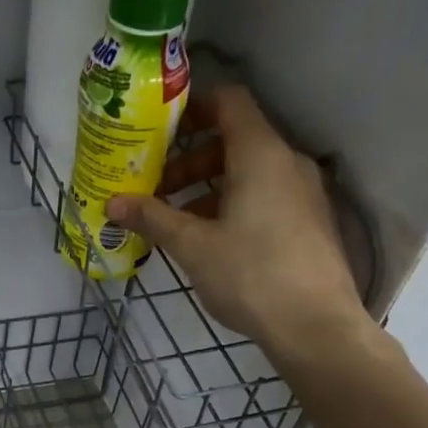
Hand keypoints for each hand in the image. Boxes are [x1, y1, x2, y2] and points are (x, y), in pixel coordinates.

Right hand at [106, 85, 370, 357]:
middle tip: (156, 186)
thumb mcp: (193, 246)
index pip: (228, 101)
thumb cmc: (251, 275)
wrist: (315, 326)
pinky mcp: (308, 221)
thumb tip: (112, 204)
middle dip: (191, 159)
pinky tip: (209, 239)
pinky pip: (265, 196)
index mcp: (260, 154)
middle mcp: (287, 162)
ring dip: (208, 186)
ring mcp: (303, 192)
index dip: (192, 107)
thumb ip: (153, 218)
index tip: (159, 129)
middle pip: (235, 139)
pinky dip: (233, 204)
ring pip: (249, 172)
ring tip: (175, 218)